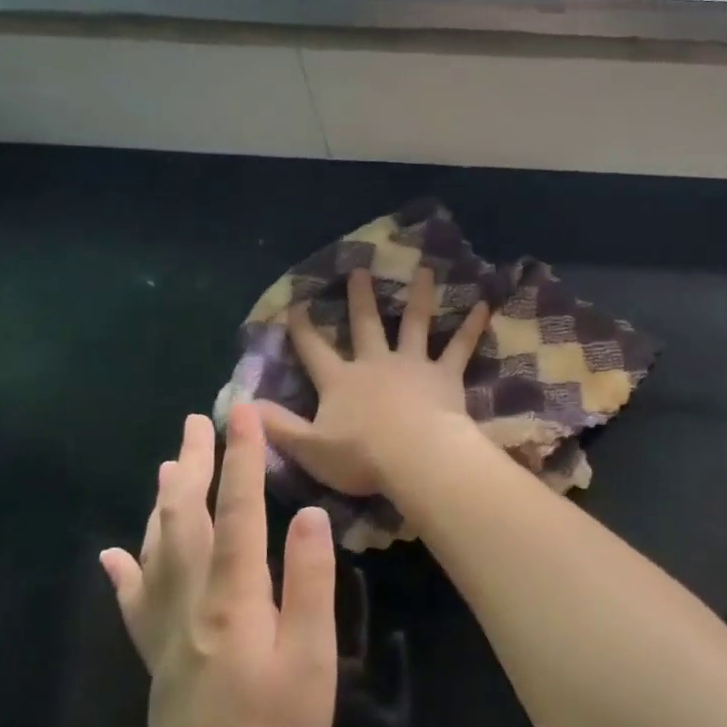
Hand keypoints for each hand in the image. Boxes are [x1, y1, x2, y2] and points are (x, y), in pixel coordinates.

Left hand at [99, 406, 336, 726]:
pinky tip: (115, 553)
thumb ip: (308, 583)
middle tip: (197, 421)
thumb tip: (308, 514)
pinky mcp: (158, 658)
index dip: (242, 458)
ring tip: (169, 463)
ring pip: (159, 550)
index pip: (238, 511)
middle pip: (189, 519)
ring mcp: (168, 630)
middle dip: (197, 465)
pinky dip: (126, 570)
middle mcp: (193, 601)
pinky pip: (135, 602)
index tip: (243, 413)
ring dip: (166, 501)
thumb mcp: (310, 659)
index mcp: (234, 596)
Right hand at [257, 267, 488, 497]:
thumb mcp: (309, 448)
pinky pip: (460, 347)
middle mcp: (375, 364)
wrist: (413, 457)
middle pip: (365, 324)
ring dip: (419, 296)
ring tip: (424, 270)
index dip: (303, 329)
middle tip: (360, 269)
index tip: (297, 304)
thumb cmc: (360, 457)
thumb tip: (242, 406)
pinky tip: (484, 305)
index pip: (314, 350)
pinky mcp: (444, 374)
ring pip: (415, 323)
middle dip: (360, 297)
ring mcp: (412, 365)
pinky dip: (472, 326)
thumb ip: (277, 426)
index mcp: (341, 381)